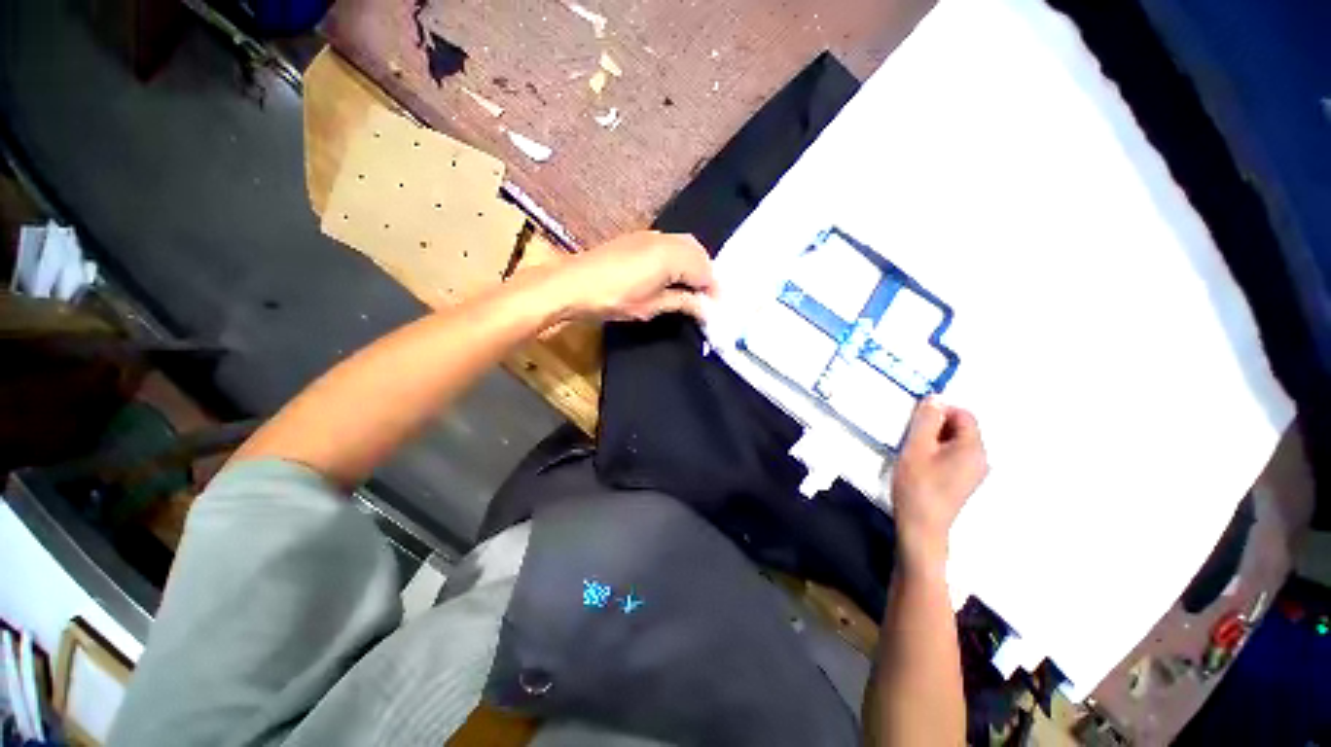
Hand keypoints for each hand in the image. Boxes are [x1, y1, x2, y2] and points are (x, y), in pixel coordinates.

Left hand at [555, 231, 716, 321]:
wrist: (573, 284)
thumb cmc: (613, 299)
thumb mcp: (650, 306)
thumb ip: (681, 302)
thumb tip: (703, 308)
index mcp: (671, 257)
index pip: (704, 270)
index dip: (713, 290)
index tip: (716, 307)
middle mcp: (665, 240)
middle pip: (698, 252)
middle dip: (706, 273)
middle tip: (706, 297)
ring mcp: (650, 235)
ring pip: (685, 244)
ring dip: (693, 264)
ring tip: (692, 288)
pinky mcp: (638, 237)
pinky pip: (670, 242)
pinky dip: (679, 257)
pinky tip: (672, 274)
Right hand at [891, 396, 987, 563]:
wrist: (921, 526)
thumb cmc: (917, 485)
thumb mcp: (916, 447)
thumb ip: (926, 420)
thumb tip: (935, 398)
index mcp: (973, 448)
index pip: (963, 415)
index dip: (939, 411)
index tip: (916, 421)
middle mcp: (981, 458)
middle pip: (961, 428)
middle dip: (935, 426)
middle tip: (912, 437)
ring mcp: (974, 472)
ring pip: (955, 442)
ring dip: (934, 440)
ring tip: (913, 452)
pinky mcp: (964, 481)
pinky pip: (953, 455)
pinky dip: (937, 453)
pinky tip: (920, 464)